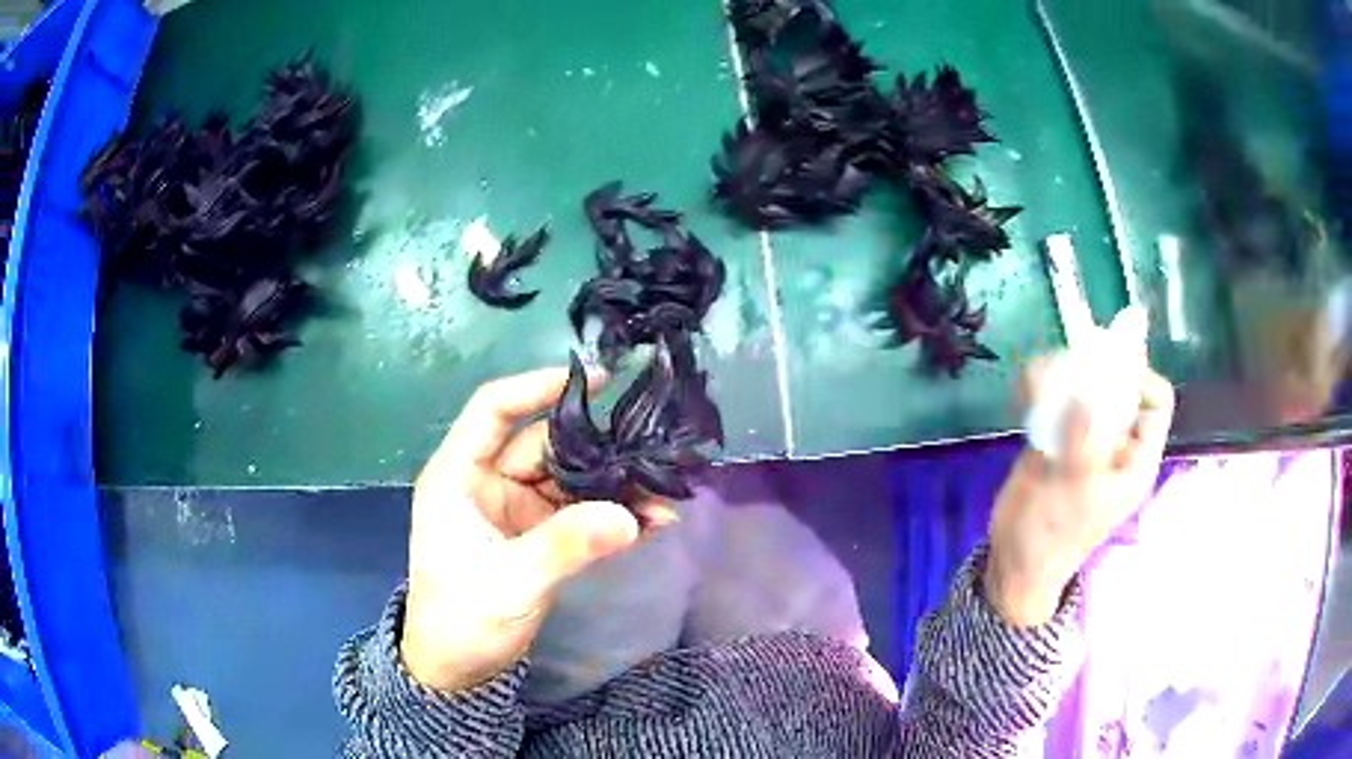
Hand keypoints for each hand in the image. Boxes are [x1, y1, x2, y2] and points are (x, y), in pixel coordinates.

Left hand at [401, 367, 670, 691]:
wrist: (457, 670)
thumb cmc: (462, 619)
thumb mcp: (510, 582)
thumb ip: (567, 545)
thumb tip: (632, 515)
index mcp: (458, 476)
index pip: (494, 410)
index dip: (539, 386)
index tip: (597, 380)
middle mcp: (486, 482)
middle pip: (545, 446)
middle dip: (597, 449)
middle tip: (651, 451)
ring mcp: (514, 509)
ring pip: (568, 480)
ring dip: (612, 487)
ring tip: (663, 495)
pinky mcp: (535, 534)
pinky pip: (578, 513)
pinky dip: (610, 516)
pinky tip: (651, 521)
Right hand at [985, 363, 1174, 627]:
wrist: (1013, 562)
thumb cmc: (1055, 539)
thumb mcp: (1076, 496)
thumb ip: (1085, 445)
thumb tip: (1086, 392)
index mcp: (1134, 459)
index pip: (1156, 404)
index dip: (1141, 379)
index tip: (1108, 368)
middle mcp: (1115, 442)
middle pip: (1118, 386)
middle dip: (1094, 368)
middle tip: (1067, 359)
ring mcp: (1085, 437)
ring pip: (1083, 386)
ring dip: (1060, 374)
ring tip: (1035, 380)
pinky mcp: (1055, 435)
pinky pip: (1053, 399)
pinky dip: (1038, 387)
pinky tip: (1022, 393)